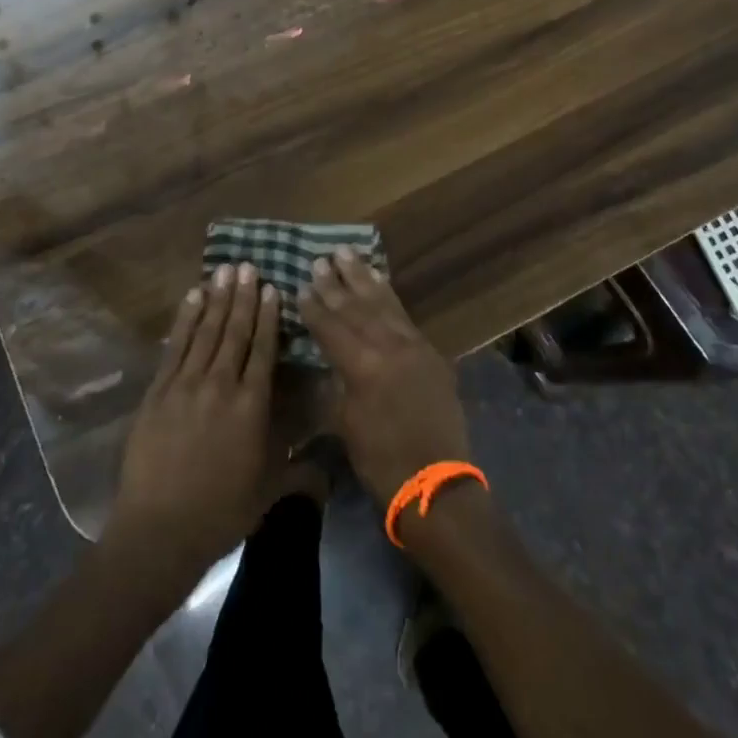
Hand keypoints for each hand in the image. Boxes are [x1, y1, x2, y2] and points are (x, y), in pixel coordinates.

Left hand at [105, 264, 280, 584]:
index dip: (269, 317)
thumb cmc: (220, 513)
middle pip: (235, 331)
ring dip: (217, 299)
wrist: (159, 530)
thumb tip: (329, 470)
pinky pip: (175, 345)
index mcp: (251, 405)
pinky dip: (185, 318)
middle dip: (243, 297)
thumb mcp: (268, 492)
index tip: (273, 288)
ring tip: (225, 271)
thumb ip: (299, 472)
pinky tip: (193, 297)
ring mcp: (186, 384)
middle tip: (248, 266)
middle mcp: (221, 384)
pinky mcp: (158, 390)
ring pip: (206, 331)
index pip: (263, 349)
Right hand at [299, 246, 469, 504]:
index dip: (314, 307)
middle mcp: (388, 346)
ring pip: (382, 302)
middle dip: (335, 284)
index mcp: (362, 366)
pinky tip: (379, 280)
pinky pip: (403, 313)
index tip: (301, 286)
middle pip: (355, 308)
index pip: (331, 328)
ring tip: (347, 254)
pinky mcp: (428, 351)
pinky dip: (388, 294)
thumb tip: (325, 361)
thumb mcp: (346, 424)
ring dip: (362, 278)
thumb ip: (335, 385)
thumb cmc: (381, 461)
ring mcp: (412, 345)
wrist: (436, 483)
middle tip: (320, 260)